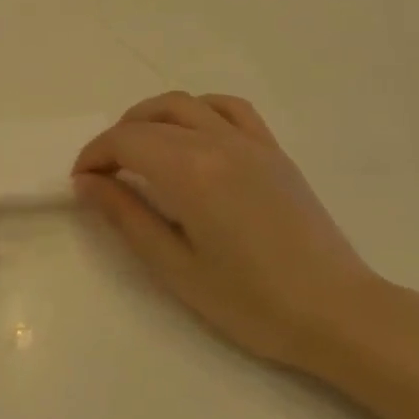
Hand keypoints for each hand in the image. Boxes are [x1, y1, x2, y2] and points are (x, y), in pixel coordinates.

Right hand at [73, 92, 377, 368]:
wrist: (338, 314)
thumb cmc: (251, 302)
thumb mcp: (175, 267)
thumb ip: (126, 217)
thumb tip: (87, 184)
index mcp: (190, 172)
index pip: (125, 142)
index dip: (94, 156)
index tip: (81, 183)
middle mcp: (217, 142)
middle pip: (149, 120)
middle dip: (115, 139)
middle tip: (102, 174)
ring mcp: (250, 142)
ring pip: (185, 104)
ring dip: (150, 117)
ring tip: (138, 149)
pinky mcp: (273, 151)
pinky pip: (229, 108)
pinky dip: (198, 110)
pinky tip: (190, 134)